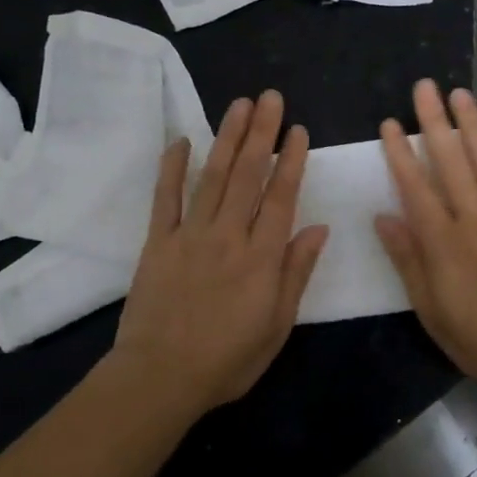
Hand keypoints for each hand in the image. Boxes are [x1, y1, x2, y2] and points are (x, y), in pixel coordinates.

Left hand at [111, 91, 328, 415]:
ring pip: (213, 176)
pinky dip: (173, 167)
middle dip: (261, 133)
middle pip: (248, 175)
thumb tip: (318, 229)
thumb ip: (296, 273)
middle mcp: (228, 235)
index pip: (280, 197)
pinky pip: (165, 198)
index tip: (297, 129)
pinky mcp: (158, 242)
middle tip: (269, 98)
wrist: (160, 378)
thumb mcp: (277, 325)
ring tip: (239, 105)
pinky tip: (181, 140)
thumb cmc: (227, 359)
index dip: (291, 160)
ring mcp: (190, 235)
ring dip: (227, 137)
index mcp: (261, 257)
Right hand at [375, 80, 476, 396]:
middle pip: (451, 162)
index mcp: (444, 242)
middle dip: (434, 122)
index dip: (400, 154)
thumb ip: (408, 261)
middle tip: (424, 87)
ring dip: (472, 125)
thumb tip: (383, 217)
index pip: (415, 188)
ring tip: (460, 93)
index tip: (390, 123)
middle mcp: (474, 219)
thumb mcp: (432, 311)